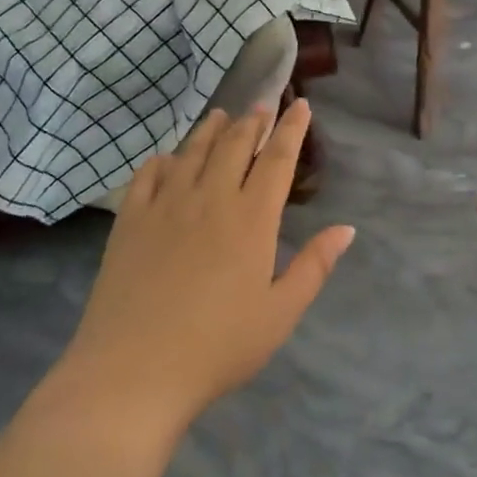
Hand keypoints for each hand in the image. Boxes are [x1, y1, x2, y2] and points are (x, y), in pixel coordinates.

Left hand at [60, 101, 354, 435]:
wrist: (133, 371)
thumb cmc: (217, 348)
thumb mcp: (279, 314)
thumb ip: (314, 266)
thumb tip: (345, 229)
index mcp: (252, 219)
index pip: (277, 159)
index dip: (292, 129)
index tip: (301, 105)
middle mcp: (210, 198)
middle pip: (235, 144)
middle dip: (253, 121)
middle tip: (262, 105)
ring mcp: (166, 205)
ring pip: (193, 152)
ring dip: (211, 129)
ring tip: (221, 115)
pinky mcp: (130, 220)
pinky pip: (148, 175)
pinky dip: (163, 159)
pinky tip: (168, 158)